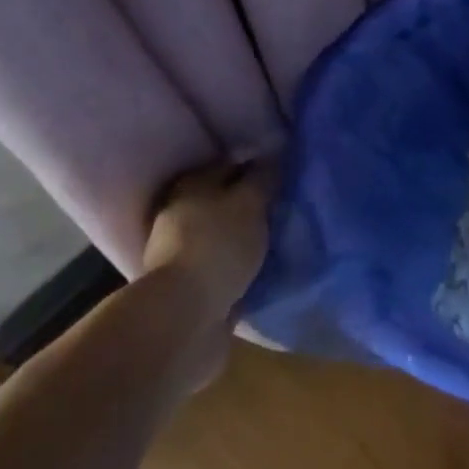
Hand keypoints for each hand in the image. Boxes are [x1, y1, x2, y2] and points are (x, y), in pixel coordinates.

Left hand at [142, 157, 272, 324]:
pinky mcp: (190, 282)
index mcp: (192, 183)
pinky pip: (224, 263)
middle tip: (286, 207)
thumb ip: (264, 178)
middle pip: (225, 199)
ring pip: (224, 232)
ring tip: (279, 238)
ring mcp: (183, 249)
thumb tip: (274, 154)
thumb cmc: (218, 245)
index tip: (286, 175)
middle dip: (252, 203)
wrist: (185, 314)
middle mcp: (182, 210)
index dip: (259, 165)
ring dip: (246, 235)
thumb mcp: (250, 203)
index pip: (231, 164)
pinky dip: (241, 263)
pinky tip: (264, 265)